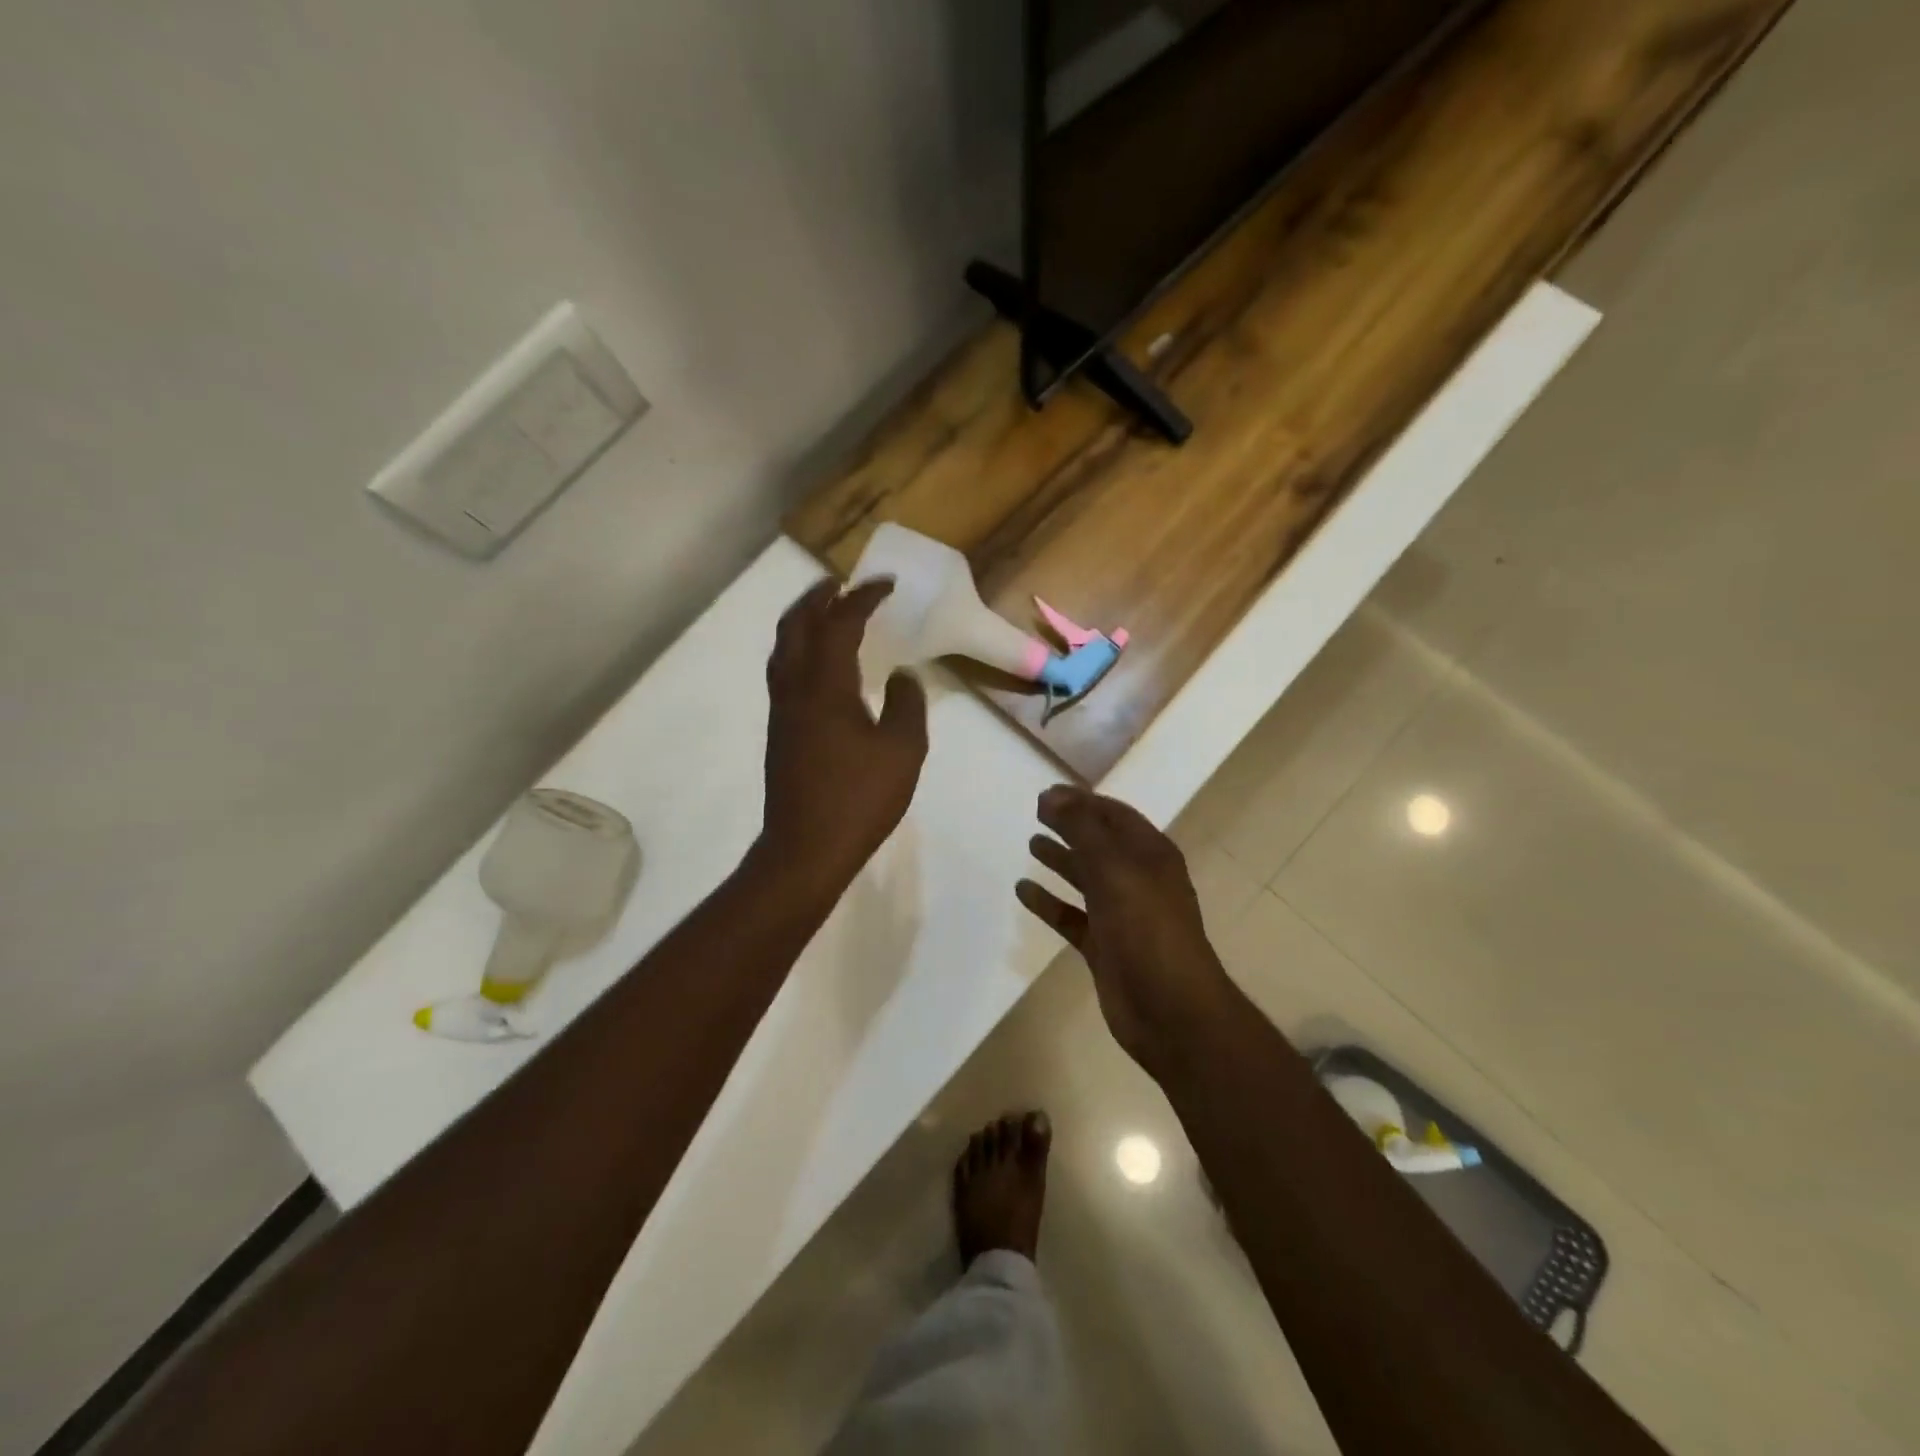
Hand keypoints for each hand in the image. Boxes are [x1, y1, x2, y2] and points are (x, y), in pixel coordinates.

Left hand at [760, 577, 928, 897]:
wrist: (805, 848)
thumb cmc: (859, 799)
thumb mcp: (903, 751)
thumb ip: (907, 705)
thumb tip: (902, 677)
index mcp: (825, 687)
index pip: (840, 623)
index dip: (862, 597)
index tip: (885, 584)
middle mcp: (795, 689)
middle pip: (797, 625)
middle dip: (819, 596)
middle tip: (843, 583)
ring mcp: (782, 710)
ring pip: (783, 648)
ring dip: (803, 620)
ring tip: (827, 611)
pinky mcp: (780, 731)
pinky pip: (783, 671)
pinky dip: (799, 649)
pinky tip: (819, 663)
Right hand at [1017, 786, 1237, 1080]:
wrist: (1171, 1011)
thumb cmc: (1148, 930)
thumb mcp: (1115, 870)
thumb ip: (1082, 830)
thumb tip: (1051, 795)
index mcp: (1150, 855)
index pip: (1114, 815)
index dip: (1082, 801)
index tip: (1046, 793)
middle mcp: (1137, 879)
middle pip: (1099, 843)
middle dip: (1070, 826)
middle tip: (1036, 812)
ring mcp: (1121, 914)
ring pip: (1085, 878)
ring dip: (1061, 860)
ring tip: (1031, 844)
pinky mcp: (1104, 946)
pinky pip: (1071, 916)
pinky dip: (1049, 902)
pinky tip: (1024, 891)